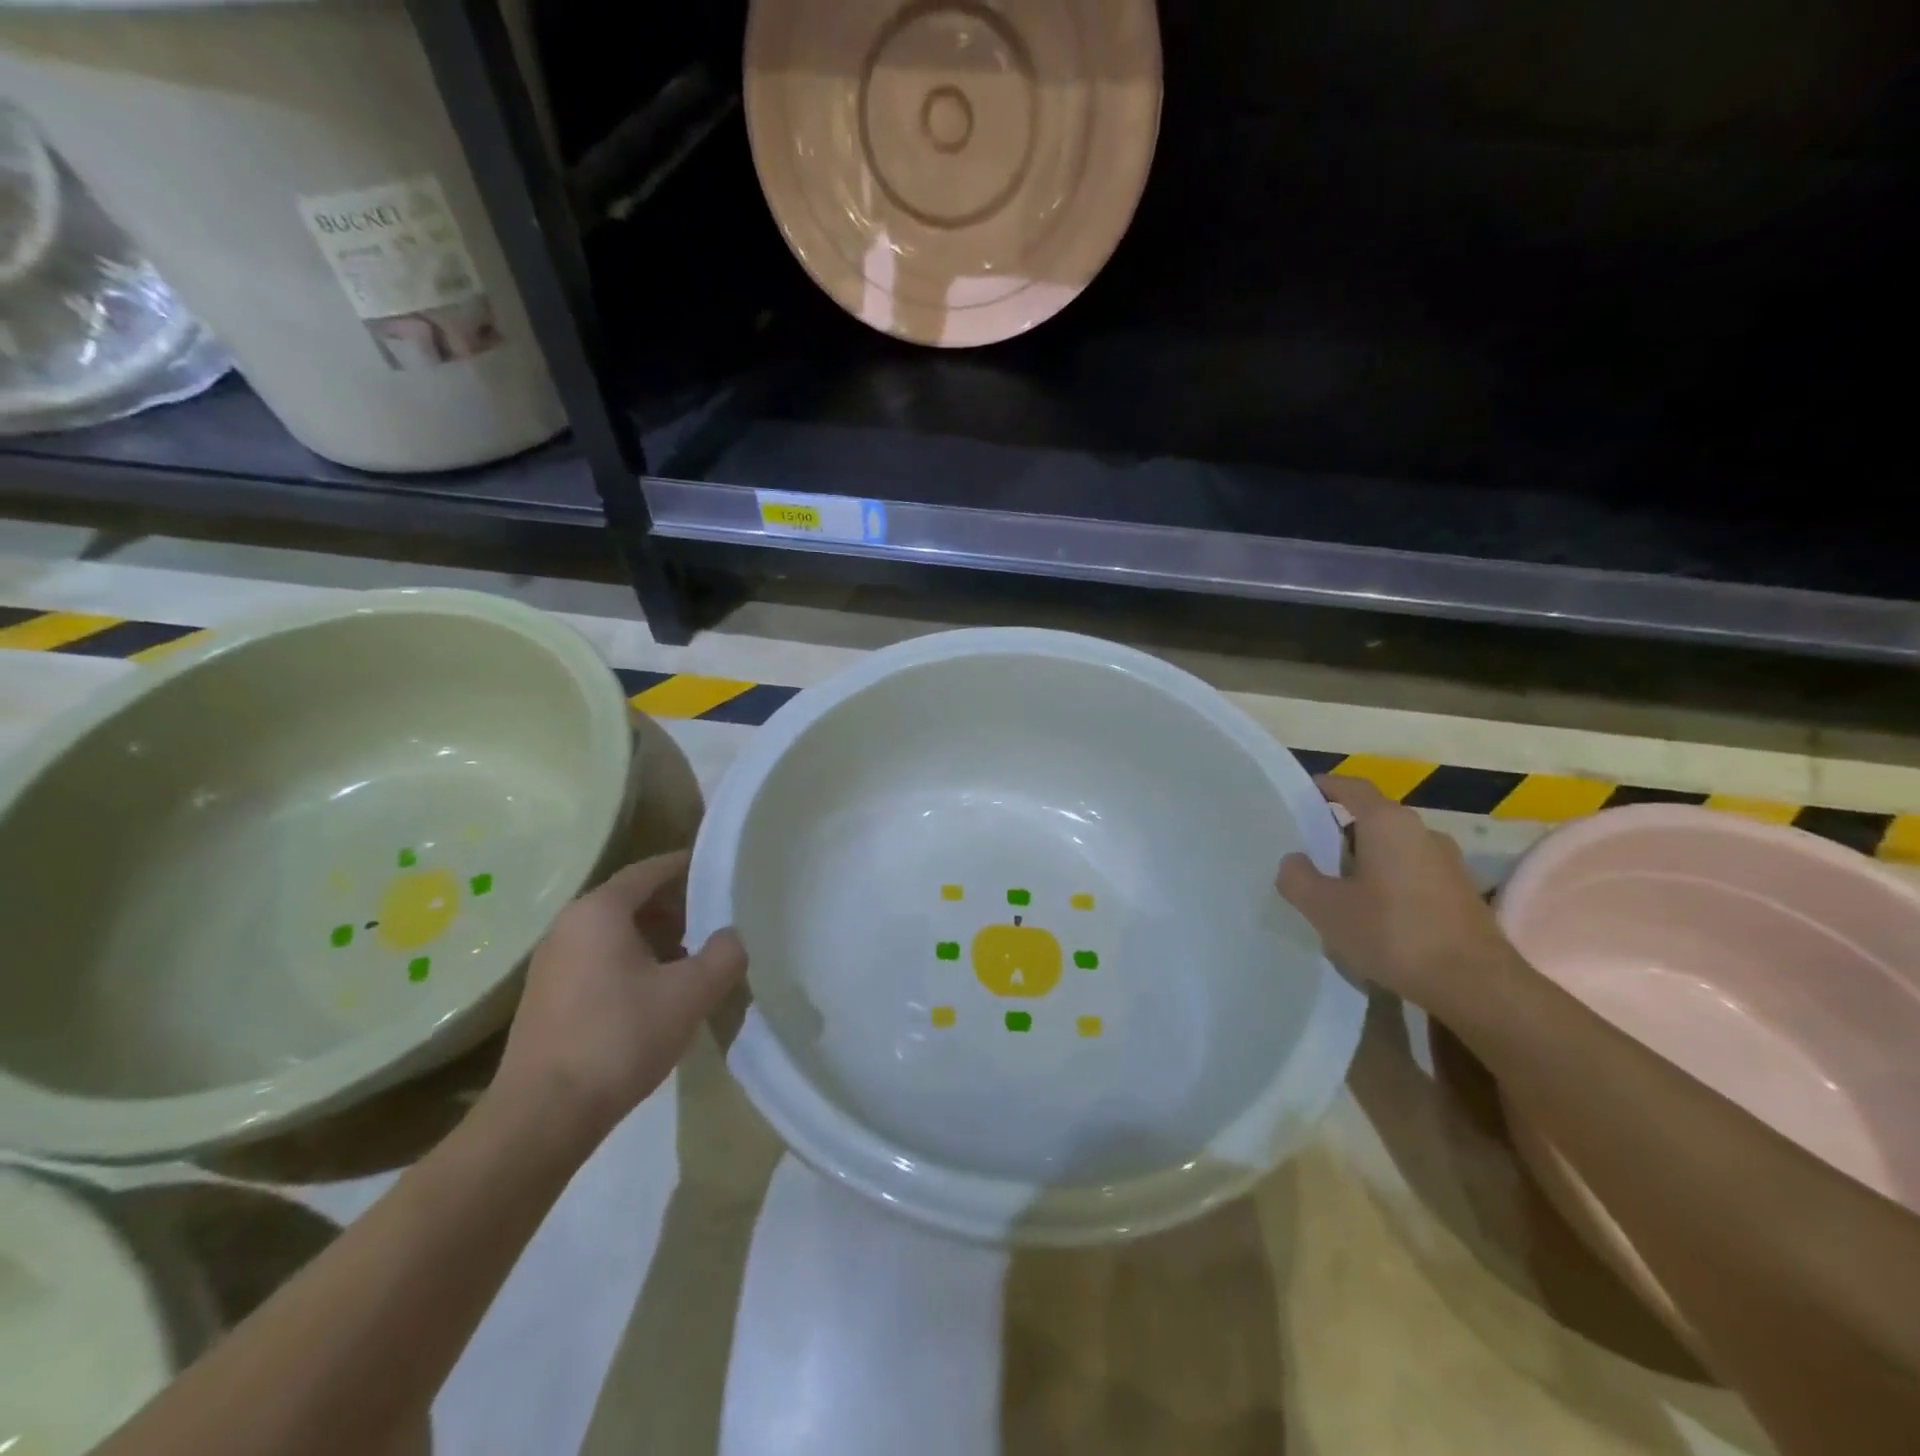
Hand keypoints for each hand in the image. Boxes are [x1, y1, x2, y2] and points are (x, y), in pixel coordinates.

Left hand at [491, 851, 746, 1143]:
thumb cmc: (620, 1038)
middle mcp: (568, 926)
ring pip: (614, 933)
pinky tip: (657, 993)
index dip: (686, 866)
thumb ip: (724, 955)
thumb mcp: (691, 994)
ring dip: (654, 937)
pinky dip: (632, 961)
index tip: (717, 869)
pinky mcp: (547, 998)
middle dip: (674, 906)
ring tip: (692, 959)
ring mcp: (552, 963)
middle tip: (713, 919)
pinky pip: (598, 960)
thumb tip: (732, 935)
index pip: (649, 870)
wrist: (543, 1116)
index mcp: (599, 912)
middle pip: (630, 900)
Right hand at [1276, 774, 1513, 1016]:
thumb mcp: (1325, 908)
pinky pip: (1413, 873)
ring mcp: (1447, 862)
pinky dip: (1389, 882)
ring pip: (1393, 848)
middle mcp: (1421, 831)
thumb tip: (1294, 861)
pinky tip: (1376, 916)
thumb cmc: (1393, 933)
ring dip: (1365, 861)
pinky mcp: (1461, 892)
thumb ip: (1297, 877)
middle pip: (1372, 819)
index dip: (1324, 787)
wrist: (1476, 985)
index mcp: (1387, 823)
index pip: (1351, 787)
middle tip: (1311, 856)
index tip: (1301, 796)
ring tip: (1340, 891)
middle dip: (1340, 833)